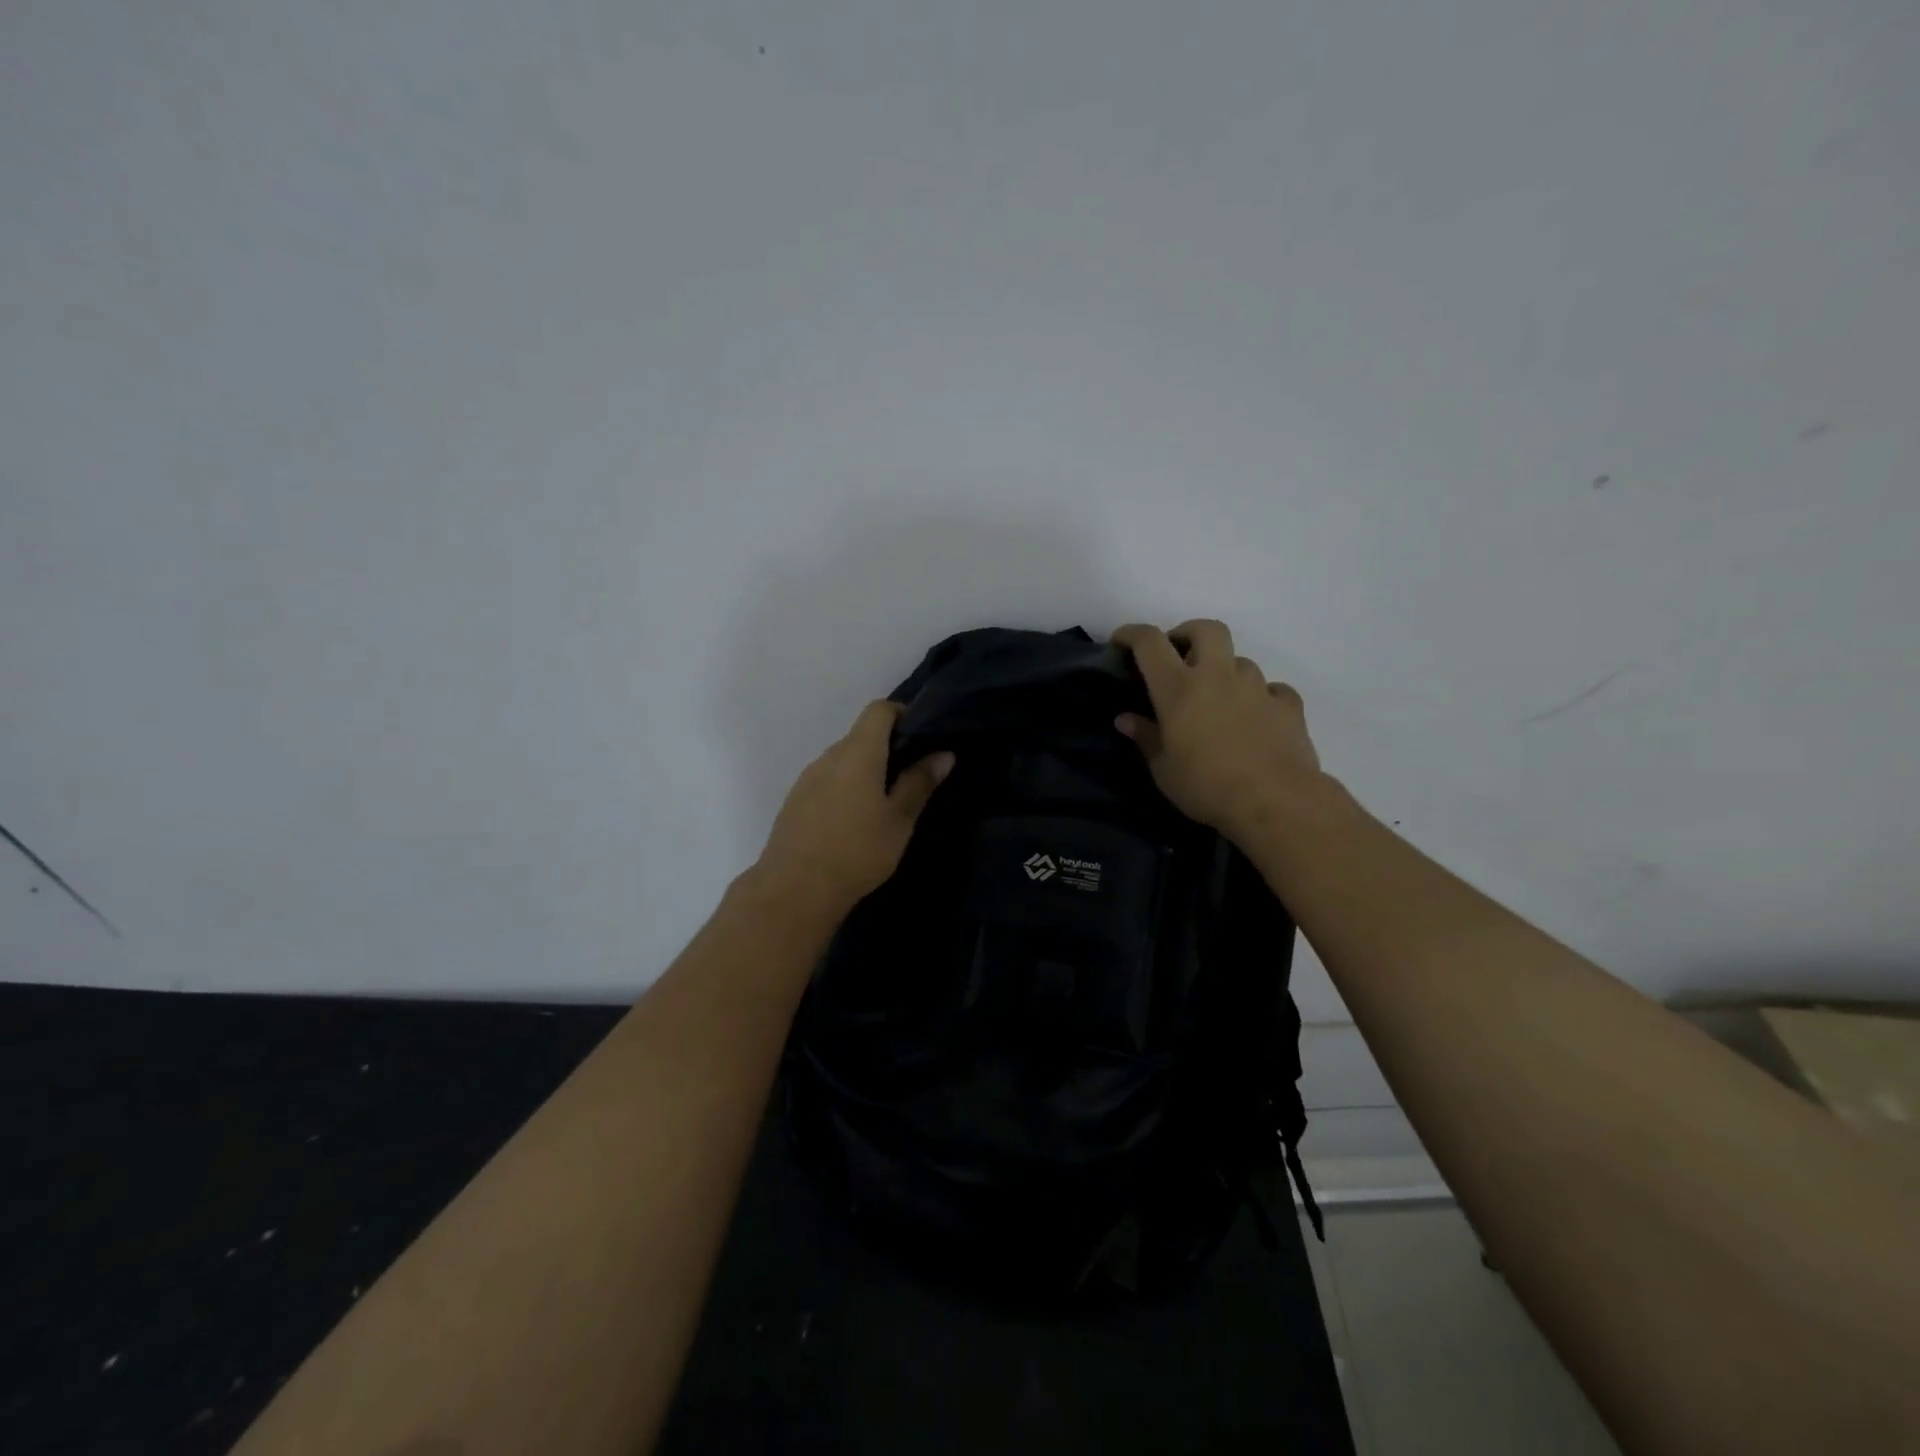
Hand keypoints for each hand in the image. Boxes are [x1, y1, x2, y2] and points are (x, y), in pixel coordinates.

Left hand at [754, 700, 954, 914]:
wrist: (795, 889)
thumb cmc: (858, 850)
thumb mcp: (899, 819)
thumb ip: (919, 782)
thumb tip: (943, 754)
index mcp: (858, 752)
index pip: (878, 710)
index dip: (901, 714)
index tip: (921, 737)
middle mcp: (829, 756)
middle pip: (860, 736)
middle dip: (887, 748)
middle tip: (911, 777)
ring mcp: (807, 778)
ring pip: (843, 760)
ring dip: (865, 770)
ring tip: (884, 803)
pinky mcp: (795, 801)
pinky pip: (826, 780)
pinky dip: (845, 787)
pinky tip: (854, 821)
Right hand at [1110, 620, 1323, 841]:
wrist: (1276, 801)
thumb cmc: (1207, 787)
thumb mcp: (1163, 770)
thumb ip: (1146, 738)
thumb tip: (1126, 719)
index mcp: (1179, 688)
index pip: (1150, 642)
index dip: (1132, 634)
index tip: (1121, 641)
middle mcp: (1218, 676)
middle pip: (1205, 629)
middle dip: (1188, 633)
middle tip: (1178, 656)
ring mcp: (1257, 687)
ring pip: (1239, 661)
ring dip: (1225, 671)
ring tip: (1218, 699)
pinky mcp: (1288, 705)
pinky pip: (1272, 689)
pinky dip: (1260, 697)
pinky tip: (1256, 717)